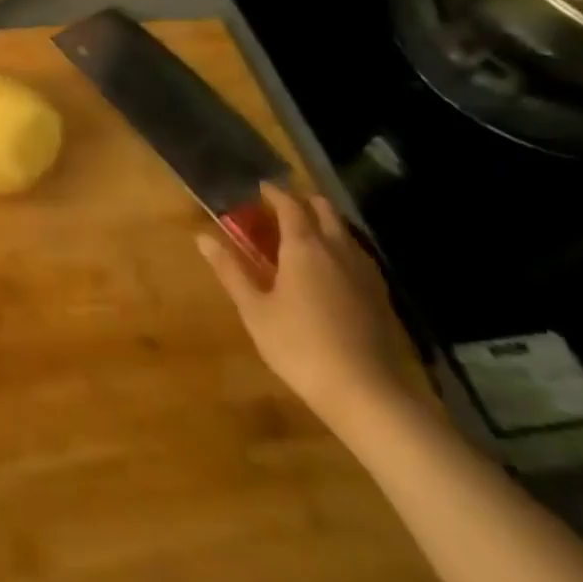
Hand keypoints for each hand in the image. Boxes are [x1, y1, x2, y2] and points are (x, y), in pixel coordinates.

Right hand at [198, 184, 418, 428]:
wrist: (366, 393)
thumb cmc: (299, 346)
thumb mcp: (254, 309)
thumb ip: (230, 270)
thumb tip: (202, 237)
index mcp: (304, 247)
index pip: (290, 205)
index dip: (274, 193)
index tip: (259, 188)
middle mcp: (337, 250)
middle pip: (325, 211)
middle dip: (303, 202)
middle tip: (279, 208)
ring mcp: (364, 273)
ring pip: (345, 232)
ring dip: (324, 223)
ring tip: (302, 235)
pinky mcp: (379, 296)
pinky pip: (357, 255)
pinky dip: (339, 247)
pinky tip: (329, 269)